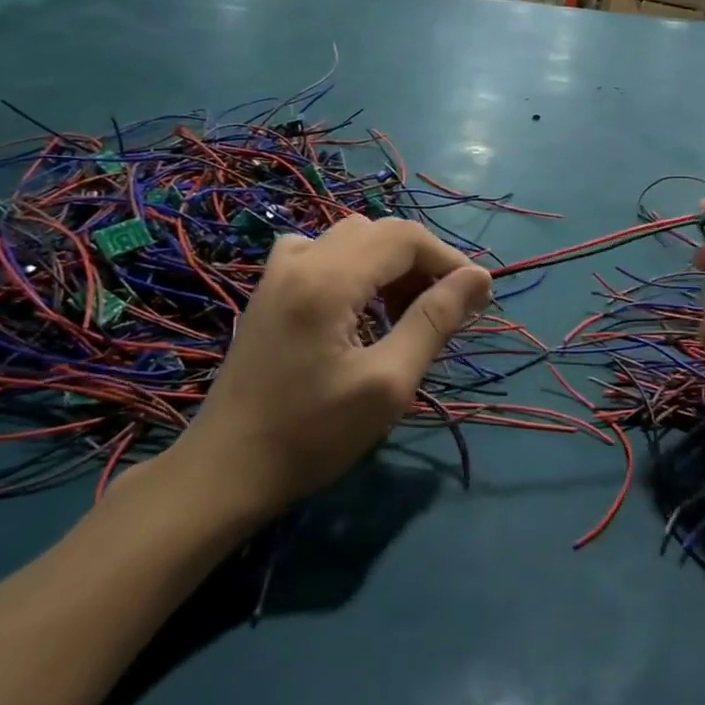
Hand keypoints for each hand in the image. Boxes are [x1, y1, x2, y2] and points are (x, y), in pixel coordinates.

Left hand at [170, 217, 491, 528]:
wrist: (225, 473)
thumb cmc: (312, 435)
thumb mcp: (388, 383)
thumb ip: (435, 321)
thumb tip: (479, 276)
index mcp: (328, 279)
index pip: (405, 237)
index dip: (449, 260)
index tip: (477, 299)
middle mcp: (301, 261)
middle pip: (379, 232)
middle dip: (421, 262)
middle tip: (443, 311)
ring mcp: (277, 274)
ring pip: (350, 238)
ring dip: (388, 264)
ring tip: (403, 313)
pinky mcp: (268, 293)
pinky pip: (320, 253)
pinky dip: (353, 268)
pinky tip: (356, 308)